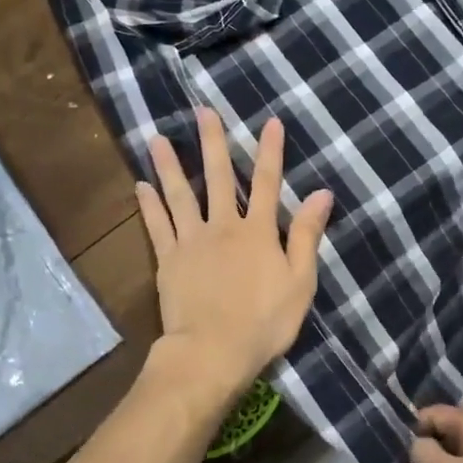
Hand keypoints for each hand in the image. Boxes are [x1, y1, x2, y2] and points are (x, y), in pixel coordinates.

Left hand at [137, 108, 332, 399]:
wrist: (213, 351)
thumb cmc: (264, 321)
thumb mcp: (300, 281)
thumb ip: (308, 236)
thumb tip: (322, 193)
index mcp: (259, 232)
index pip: (269, 183)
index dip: (271, 152)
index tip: (271, 122)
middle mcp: (223, 226)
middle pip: (219, 178)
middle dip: (214, 143)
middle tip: (203, 111)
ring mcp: (191, 241)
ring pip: (180, 195)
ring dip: (170, 165)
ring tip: (157, 138)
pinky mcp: (168, 260)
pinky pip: (157, 226)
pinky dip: (149, 205)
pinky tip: (141, 185)